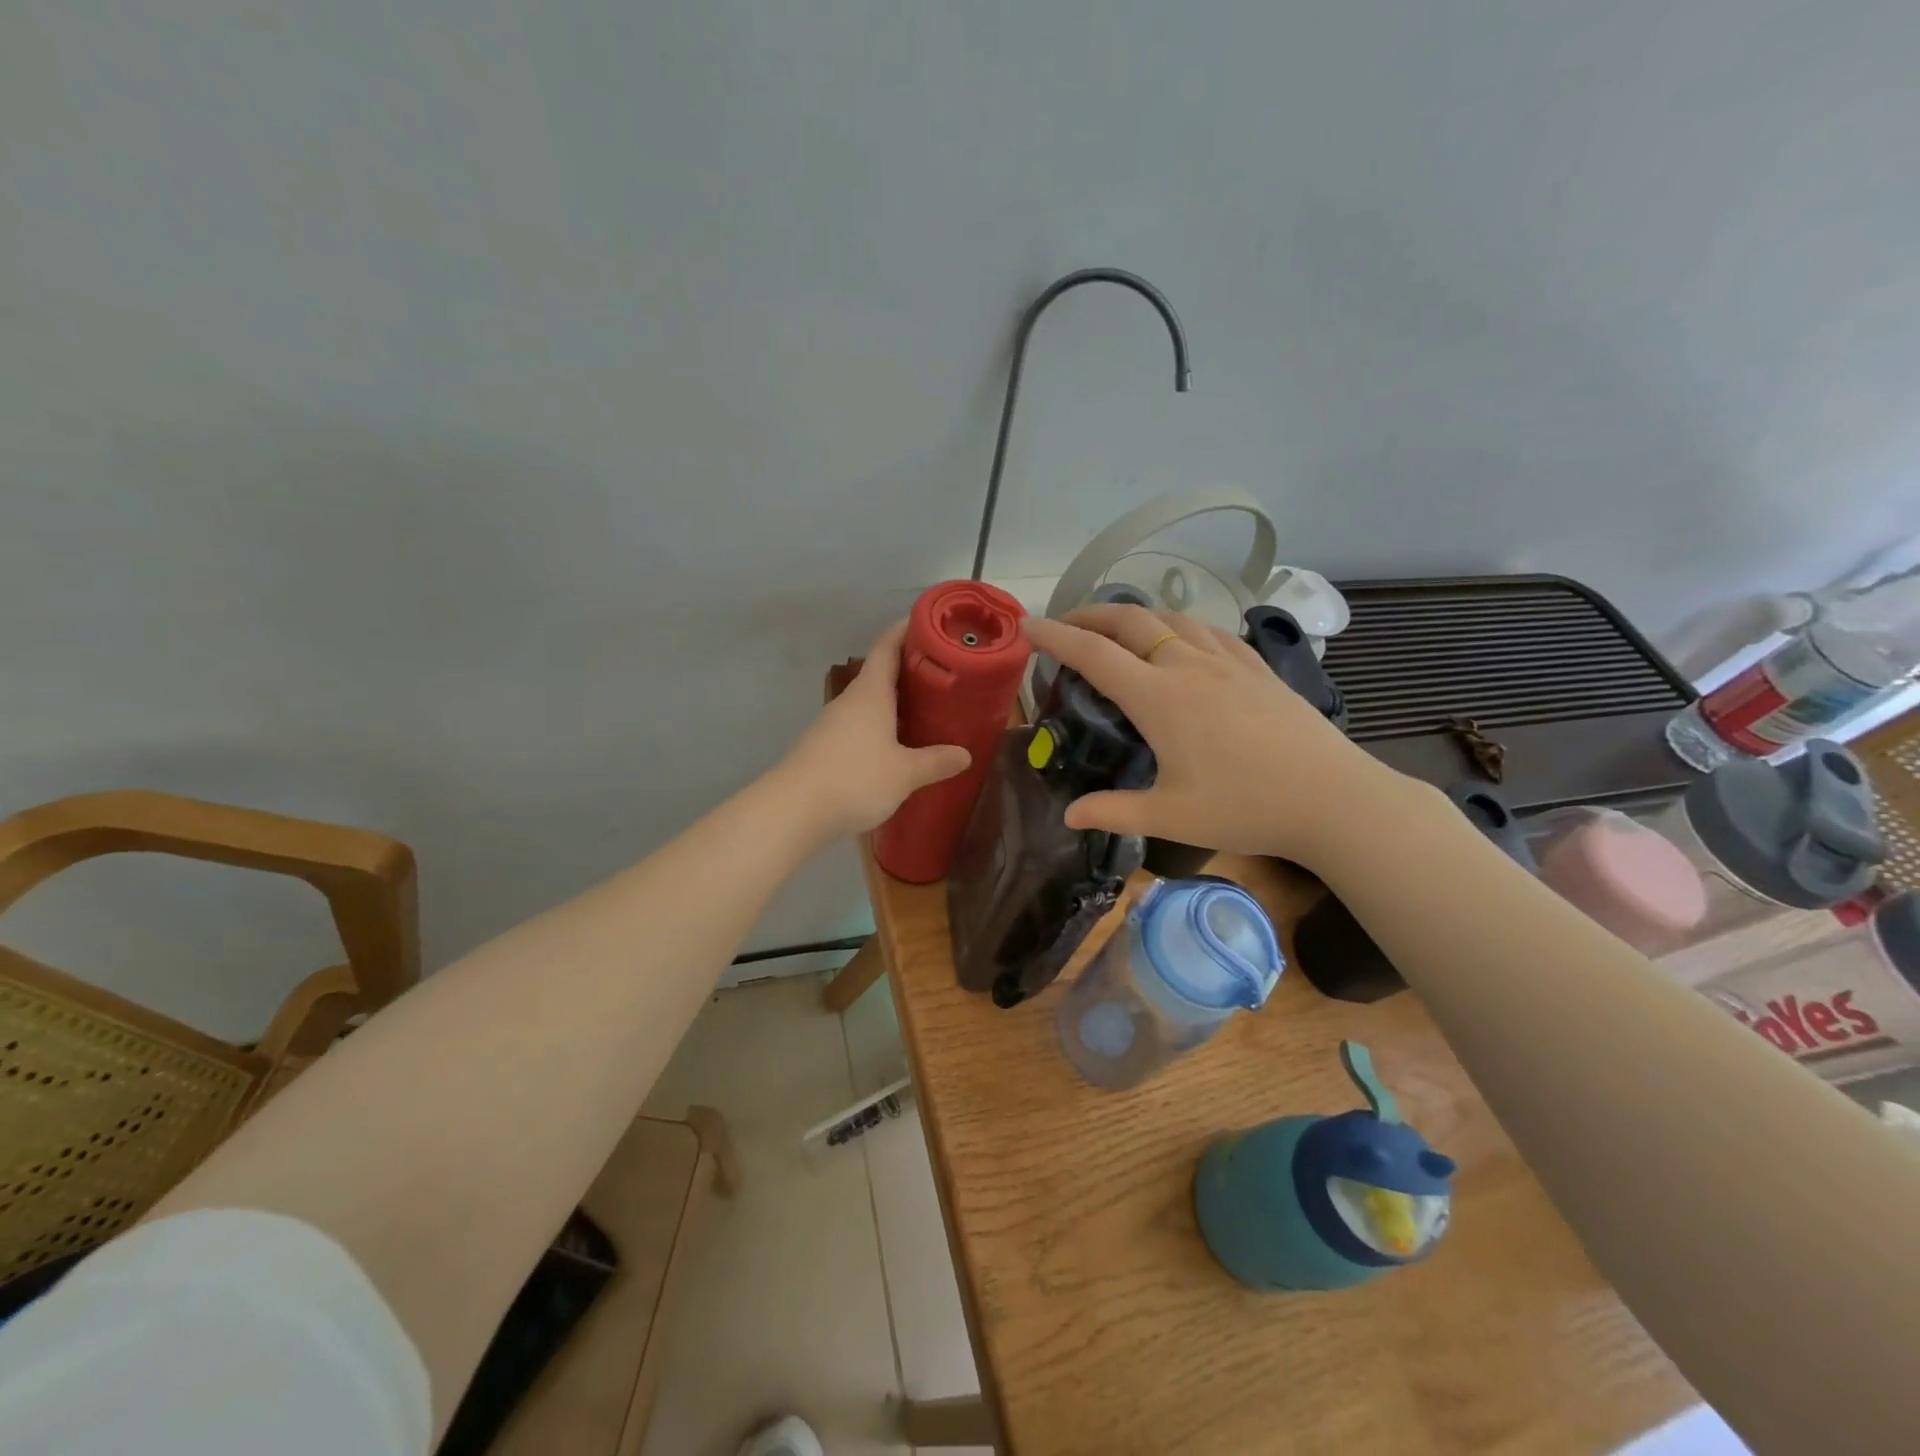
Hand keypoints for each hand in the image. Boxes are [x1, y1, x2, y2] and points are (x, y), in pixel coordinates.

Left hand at [777, 620, 971, 838]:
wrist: (793, 811)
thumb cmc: (854, 779)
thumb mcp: (905, 774)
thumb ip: (935, 762)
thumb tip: (965, 755)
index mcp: (870, 694)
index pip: (887, 647)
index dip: (906, 630)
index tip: (929, 623)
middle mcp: (850, 701)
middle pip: (880, 674)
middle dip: (909, 671)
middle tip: (944, 674)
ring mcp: (832, 724)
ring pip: (869, 703)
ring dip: (895, 702)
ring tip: (926, 710)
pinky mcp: (824, 748)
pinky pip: (859, 727)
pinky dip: (880, 727)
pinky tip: (896, 746)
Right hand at [1023, 605, 1405, 867]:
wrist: (1332, 798)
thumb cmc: (1246, 807)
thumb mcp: (1170, 817)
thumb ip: (1113, 811)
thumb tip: (1069, 815)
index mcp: (1159, 698)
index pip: (1094, 654)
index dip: (1055, 636)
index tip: (1028, 625)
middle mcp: (1188, 666)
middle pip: (1130, 621)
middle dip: (1090, 614)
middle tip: (1066, 624)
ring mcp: (1227, 661)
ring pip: (1170, 619)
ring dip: (1134, 616)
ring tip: (1117, 629)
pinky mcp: (1257, 667)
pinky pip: (1208, 630)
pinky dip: (1178, 625)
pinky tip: (1181, 640)